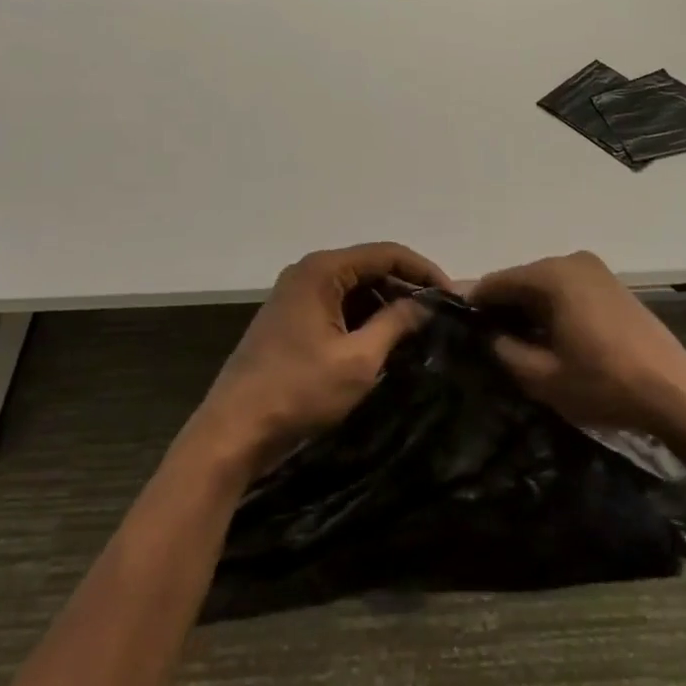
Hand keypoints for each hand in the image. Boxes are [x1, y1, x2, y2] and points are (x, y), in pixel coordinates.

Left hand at [190, 243, 447, 475]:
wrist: (233, 431)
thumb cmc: (299, 391)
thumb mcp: (358, 360)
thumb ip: (396, 324)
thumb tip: (426, 304)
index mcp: (322, 270)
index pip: (386, 253)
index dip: (423, 270)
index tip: (452, 296)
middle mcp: (307, 272)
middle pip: (369, 267)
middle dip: (406, 287)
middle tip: (439, 315)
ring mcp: (295, 295)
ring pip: (353, 288)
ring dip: (385, 304)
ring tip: (418, 330)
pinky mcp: (290, 318)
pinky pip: (337, 305)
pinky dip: (362, 318)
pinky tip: (383, 340)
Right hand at [472, 250, 685, 440]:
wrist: (675, 392)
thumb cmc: (604, 383)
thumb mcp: (542, 377)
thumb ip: (504, 350)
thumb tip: (489, 336)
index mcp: (552, 275)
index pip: (495, 282)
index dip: (474, 306)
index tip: (461, 333)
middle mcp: (571, 260)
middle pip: (520, 280)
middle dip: (502, 309)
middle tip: (488, 344)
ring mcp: (595, 270)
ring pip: (544, 286)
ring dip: (528, 310)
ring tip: (517, 345)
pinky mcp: (611, 284)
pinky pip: (567, 290)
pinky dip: (552, 309)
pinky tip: (551, 338)